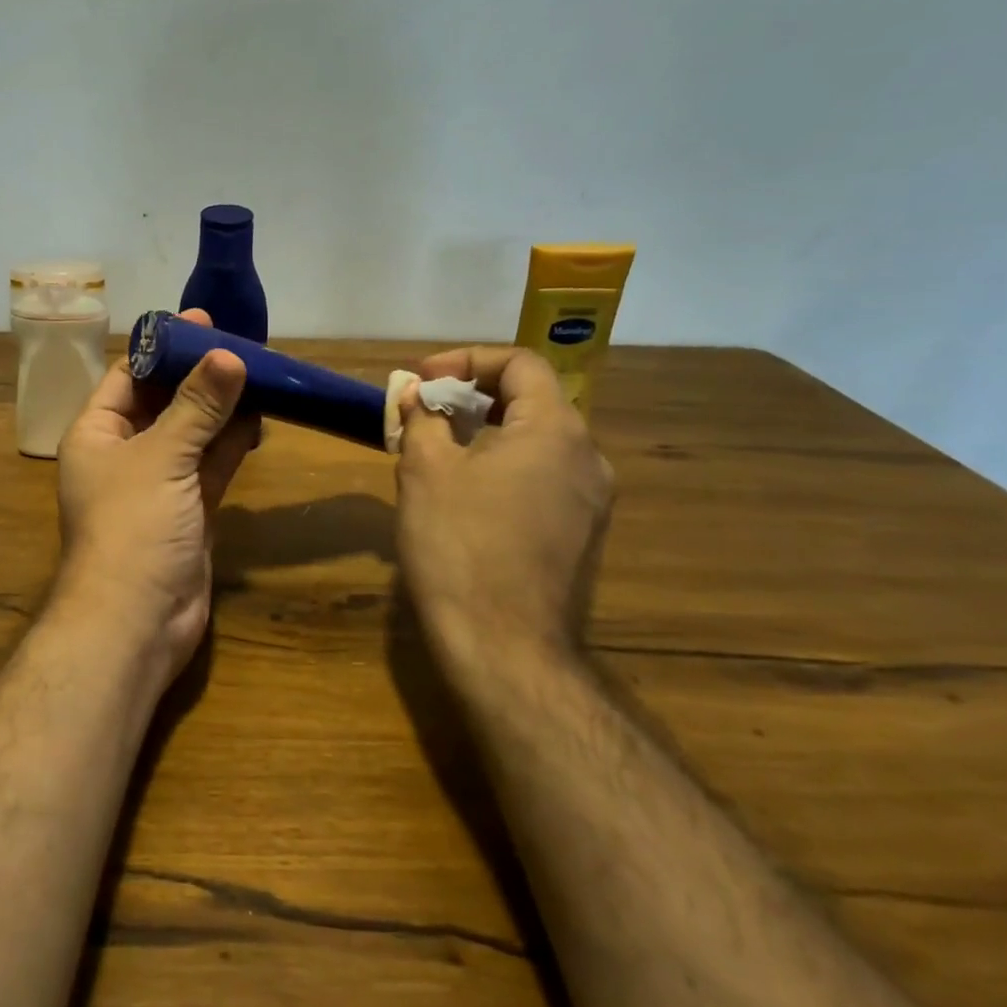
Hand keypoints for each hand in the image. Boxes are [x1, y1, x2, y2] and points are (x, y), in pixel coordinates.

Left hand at [54, 310, 259, 688]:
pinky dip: (231, 443)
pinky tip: (259, 418)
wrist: (137, 621)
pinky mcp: (188, 509)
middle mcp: (123, 453)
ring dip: (221, 408)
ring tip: (260, 375)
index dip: (164, 348)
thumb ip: (197, 407)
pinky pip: (210, 464)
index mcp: (97, 433)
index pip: (128, 375)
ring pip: (192, 433)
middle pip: (164, 402)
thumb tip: (228, 356)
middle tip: (244, 347)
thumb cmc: (132, 526)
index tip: (205, 324)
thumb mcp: (162, 457)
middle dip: (200, 376)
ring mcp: (158, 483)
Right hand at [394, 347, 613, 681]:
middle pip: (532, 401)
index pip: (520, 364)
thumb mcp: (425, 470)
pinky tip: (465, 494)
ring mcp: (590, 501)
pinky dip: (503, 467)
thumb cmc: (459, 544)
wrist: (503, 645)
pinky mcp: (581, 536)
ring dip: (486, 432)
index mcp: (556, 430)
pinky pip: (542, 479)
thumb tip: (416, 396)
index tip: (422, 381)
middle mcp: (587, 458)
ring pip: (537, 442)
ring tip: (438, 450)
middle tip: (425, 412)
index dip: (466, 361)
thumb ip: (422, 418)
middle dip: (472, 396)